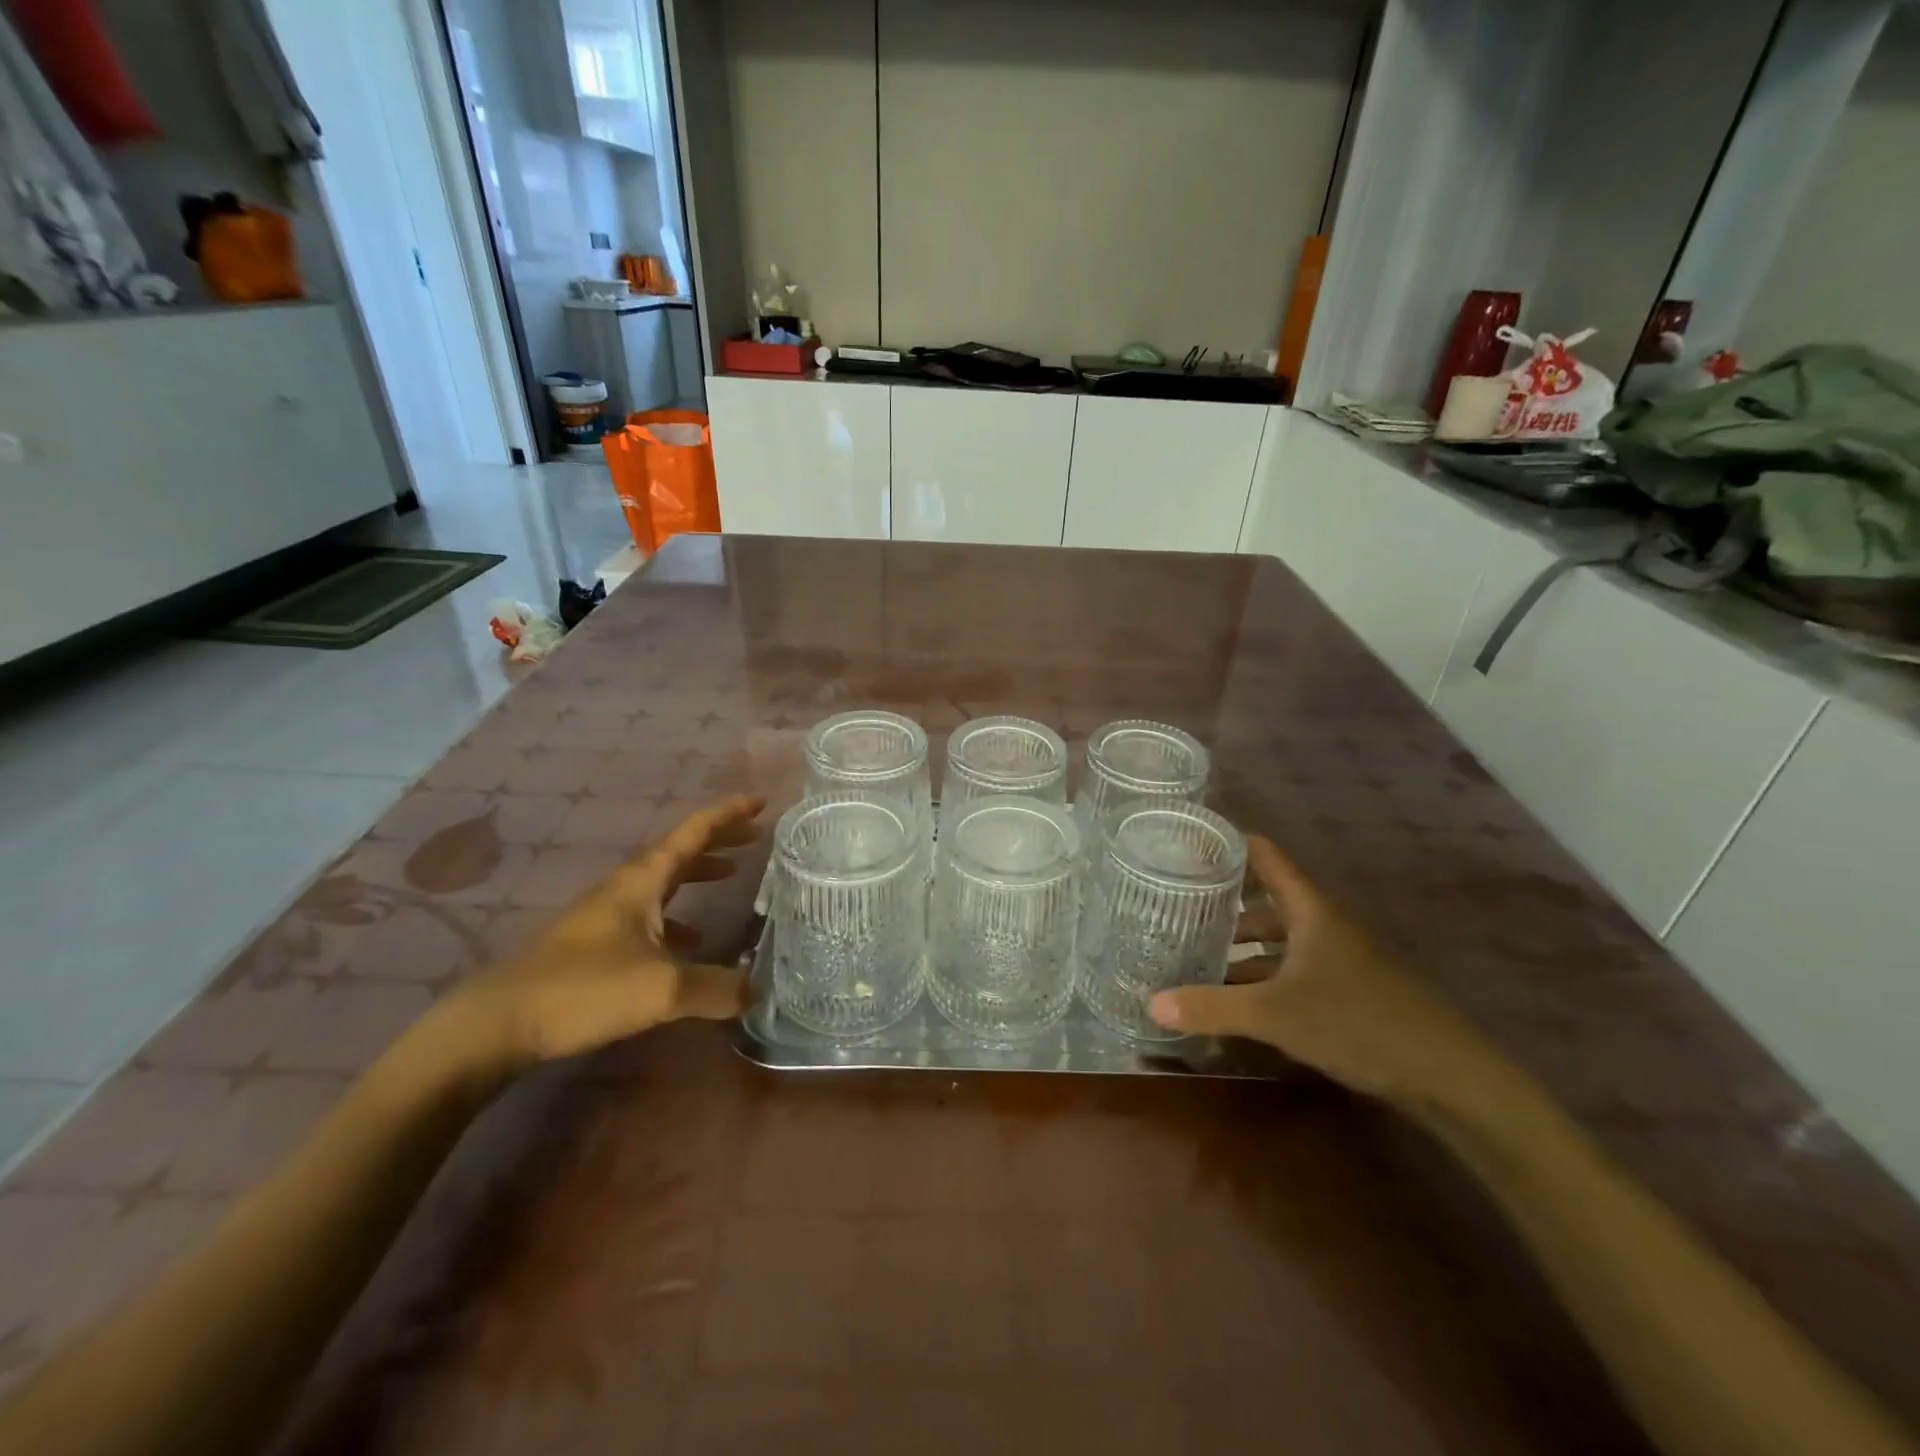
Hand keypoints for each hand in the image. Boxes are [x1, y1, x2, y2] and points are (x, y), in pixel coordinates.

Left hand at [444, 795, 766, 1070]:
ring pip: (664, 881)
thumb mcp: (661, 990)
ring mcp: (606, 914)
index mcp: (642, 881)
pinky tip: (692, 942)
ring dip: (698, 873)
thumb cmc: (583, 989)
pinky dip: (679, 915)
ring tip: (732, 876)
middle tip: (756, 837)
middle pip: (680, 851)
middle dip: (718, 839)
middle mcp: (625, 888)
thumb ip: (716, 988)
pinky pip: (650, 913)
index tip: (760, 802)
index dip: (728, 815)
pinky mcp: (595, 943)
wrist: (497, 1023)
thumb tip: (757, 992)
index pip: (692, 833)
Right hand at [1149, 835, 1494, 1104]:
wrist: (1447, 1075)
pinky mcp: (1343, 989)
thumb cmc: (1358, 1022)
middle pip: (1264, 897)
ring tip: (1193, 952)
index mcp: (1309, 909)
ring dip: (1239, 943)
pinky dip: (1259, 975)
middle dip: (1221, 900)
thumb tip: (1151, 1003)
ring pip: (1276, 937)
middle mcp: (1321, 924)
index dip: (1225, 844)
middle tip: (1174, 905)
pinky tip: (1233, 996)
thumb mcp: (1276, 1014)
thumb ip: (1213, 1006)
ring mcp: (1335, 957)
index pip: (1262, 855)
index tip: (1182, 846)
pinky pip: (1289, 968)